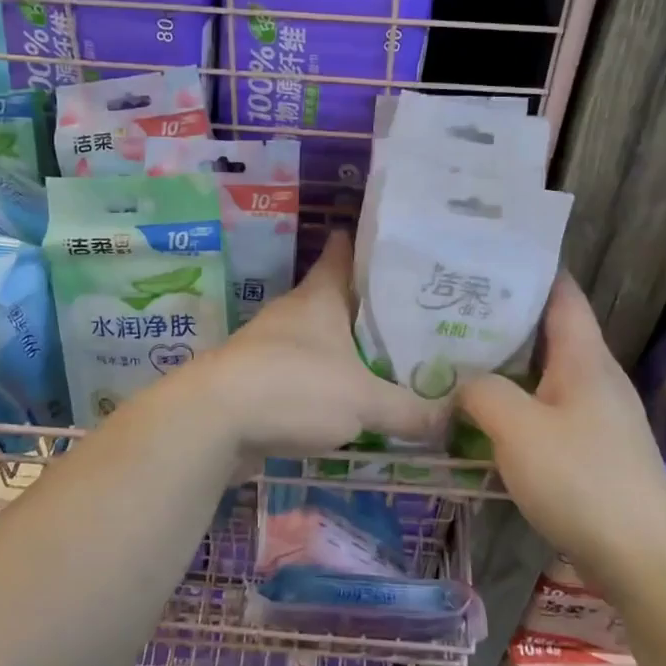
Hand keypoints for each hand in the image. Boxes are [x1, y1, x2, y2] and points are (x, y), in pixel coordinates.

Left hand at [189, 230, 443, 455]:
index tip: (398, 244)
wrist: (212, 421)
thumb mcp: (363, 401)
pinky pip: (301, 372)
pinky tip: (346, 400)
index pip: (344, 252)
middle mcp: (293, 312)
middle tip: (412, 313)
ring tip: (387, 358)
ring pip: (318, 337)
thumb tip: (453, 418)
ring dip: (345, 346)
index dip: (368, 244)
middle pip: (335, 297)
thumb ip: (410, 410)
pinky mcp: (256, 379)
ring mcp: (269, 345)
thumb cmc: (293, 388)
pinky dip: (324, 380)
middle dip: (368, 304)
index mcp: (319, 297)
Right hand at [459, 273, 665, 582]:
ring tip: (456, 355)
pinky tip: (484, 413)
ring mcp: (597, 413)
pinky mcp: (593, 447)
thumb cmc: (581, 480)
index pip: (560, 291)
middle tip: (449, 308)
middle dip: (501, 317)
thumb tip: (464, 383)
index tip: (482, 257)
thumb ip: (482, 392)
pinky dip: (516, 400)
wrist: (644, 559)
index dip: (527, 268)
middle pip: (548, 329)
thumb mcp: (517, 428)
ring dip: (505, 363)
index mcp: (584, 356)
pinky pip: (547, 407)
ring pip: (544, 371)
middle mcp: (595, 376)